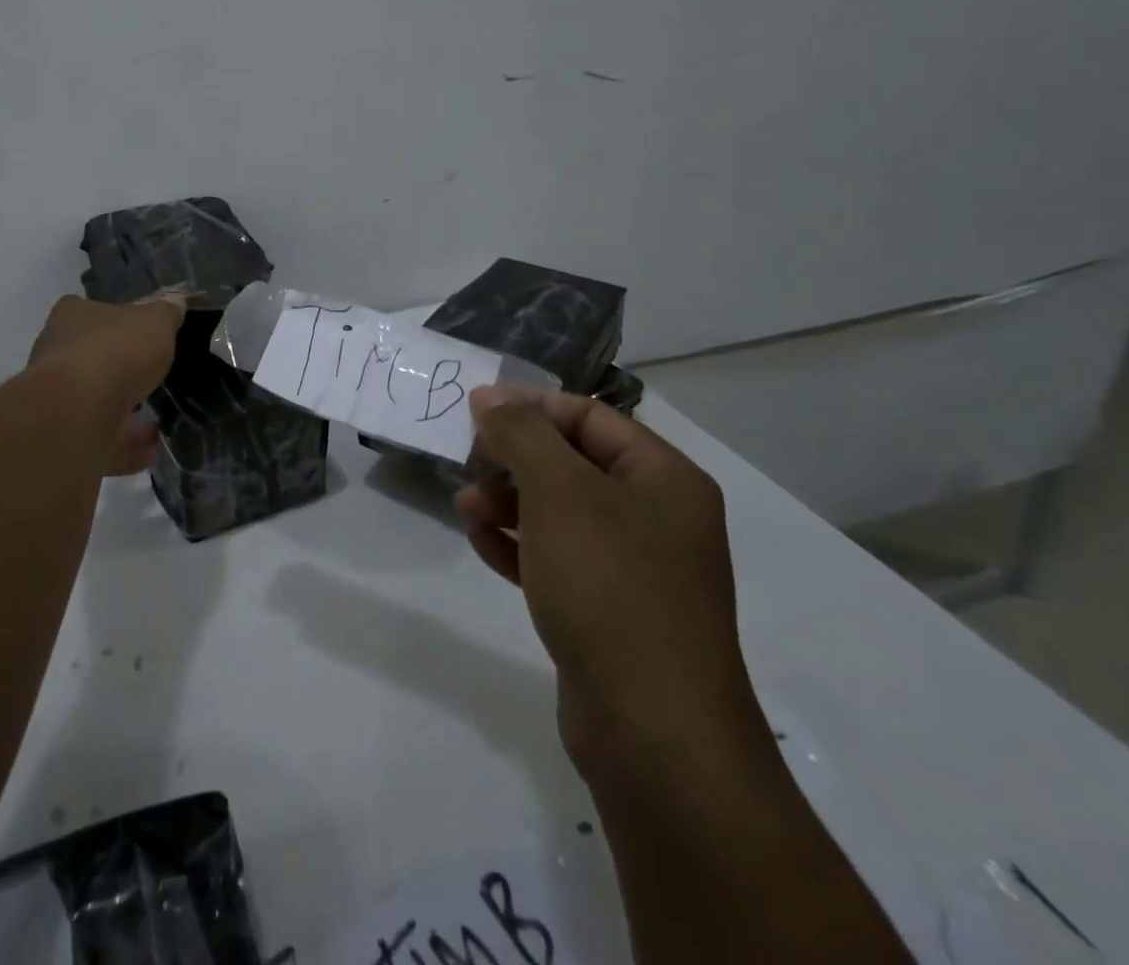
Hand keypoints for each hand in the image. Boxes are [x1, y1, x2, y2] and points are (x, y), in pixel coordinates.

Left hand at [28, 293, 185, 475]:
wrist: (79, 411)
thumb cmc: (116, 351)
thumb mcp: (155, 322)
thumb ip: (166, 314)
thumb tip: (175, 301)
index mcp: (72, 317)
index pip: (86, 310)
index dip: (112, 320)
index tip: (136, 333)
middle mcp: (56, 354)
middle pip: (90, 358)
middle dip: (119, 371)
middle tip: (150, 379)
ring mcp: (57, 398)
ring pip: (94, 403)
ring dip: (124, 414)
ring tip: (156, 424)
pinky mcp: (63, 437)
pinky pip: (99, 440)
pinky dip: (125, 447)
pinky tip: (151, 452)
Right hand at [455, 387, 762, 773]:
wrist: (654, 731)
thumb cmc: (610, 587)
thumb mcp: (560, 492)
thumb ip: (522, 434)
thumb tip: (490, 396)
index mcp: (664, 479)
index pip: (589, 417)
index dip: (530, 407)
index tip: (475, 412)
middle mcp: (656, 517)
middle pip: (572, 463)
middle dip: (514, 458)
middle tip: (467, 462)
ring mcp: (634, 569)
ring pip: (559, 513)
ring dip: (508, 502)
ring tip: (464, 507)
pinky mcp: (608, 612)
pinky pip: (556, 559)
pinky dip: (517, 545)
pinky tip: (480, 542)